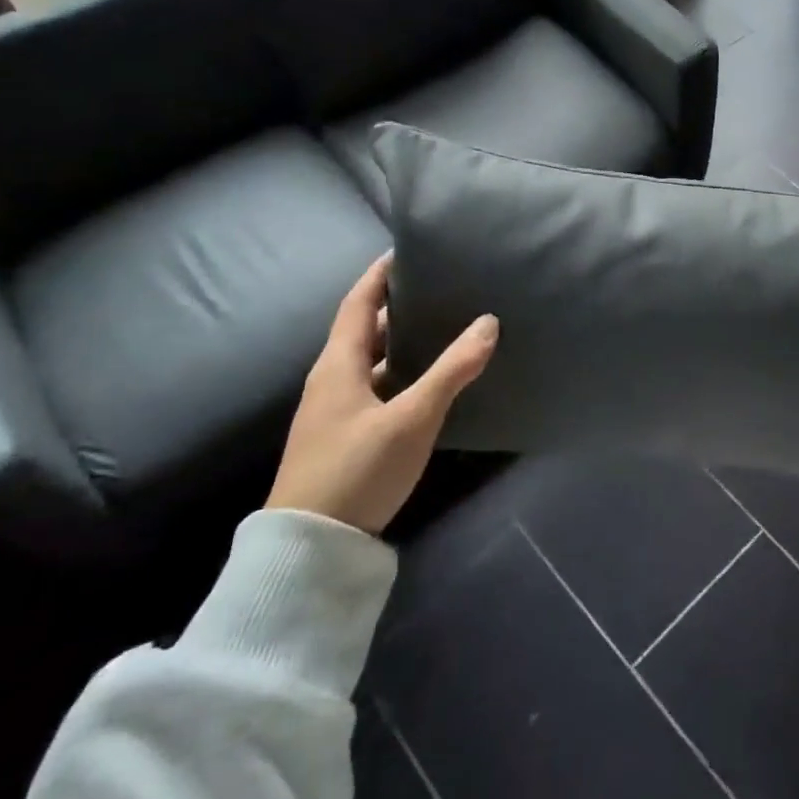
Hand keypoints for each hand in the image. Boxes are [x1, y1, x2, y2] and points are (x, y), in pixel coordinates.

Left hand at [266, 255, 498, 533]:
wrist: (310, 547)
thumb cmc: (358, 469)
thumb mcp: (412, 419)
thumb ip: (451, 371)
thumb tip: (488, 323)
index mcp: (338, 364)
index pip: (358, 303)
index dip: (379, 275)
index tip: (407, 251)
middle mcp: (331, 380)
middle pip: (364, 330)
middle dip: (397, 307)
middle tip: (440, 289)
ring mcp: (334, 411)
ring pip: (370, 362)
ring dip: (400, 342)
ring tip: (442, 328)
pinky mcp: (343, 437)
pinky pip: (374, 388)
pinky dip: (399, 374)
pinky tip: (427, 383)